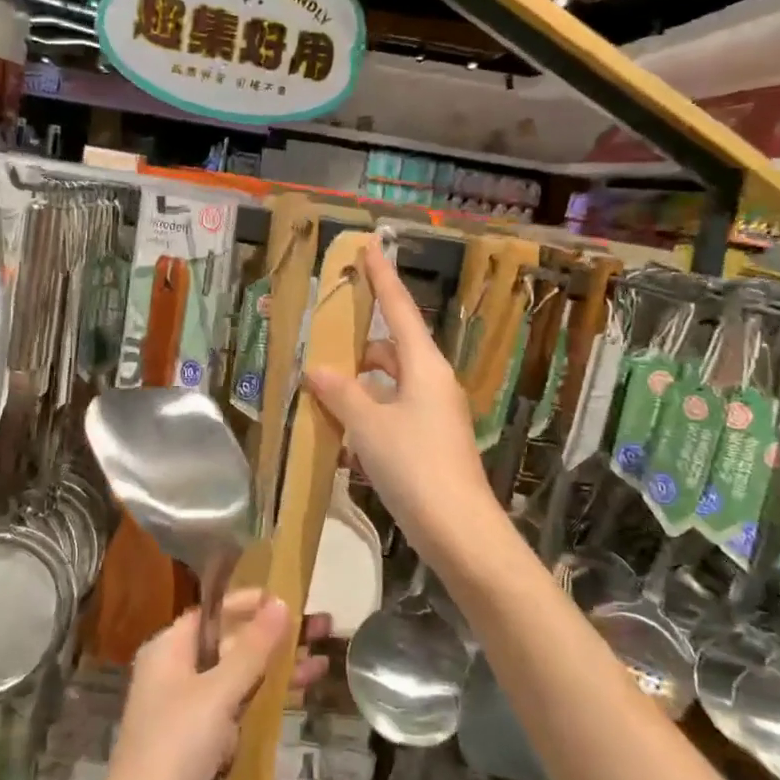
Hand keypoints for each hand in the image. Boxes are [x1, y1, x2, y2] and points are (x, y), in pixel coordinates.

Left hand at [92, 589, 304, 779]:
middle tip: (319, 629)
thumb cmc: (175, 748)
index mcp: (169, 650)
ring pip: (238, 679)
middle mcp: (175, 673)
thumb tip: (280, 603)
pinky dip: (265, 702)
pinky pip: (237, 710)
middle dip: (273, 638)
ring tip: (322, 663)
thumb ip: (252, 649)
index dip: (248, 604)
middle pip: (230, 644)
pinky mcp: (200, 745)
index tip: (287, 599)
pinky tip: (298, 697)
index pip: (212, 613)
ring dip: (276, 671)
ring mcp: (188, 711)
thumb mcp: (217, 693)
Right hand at [305, 242, 494, 570]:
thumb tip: (319, 370)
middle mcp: (433, 383)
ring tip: (321, 402)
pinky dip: (369, 420)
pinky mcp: (431, 443)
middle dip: (356, 349)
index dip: (382, 278)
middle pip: (390, 350)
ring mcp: (435, 415)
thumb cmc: (415, 467)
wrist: (460, 532)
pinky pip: (393, 416)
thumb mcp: (369, 426)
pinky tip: (342, 444)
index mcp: (424, 366)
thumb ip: (342, 393)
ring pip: (389, 386)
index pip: (399, 309)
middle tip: (319, 354)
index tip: (369, 247)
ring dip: (358, 390)